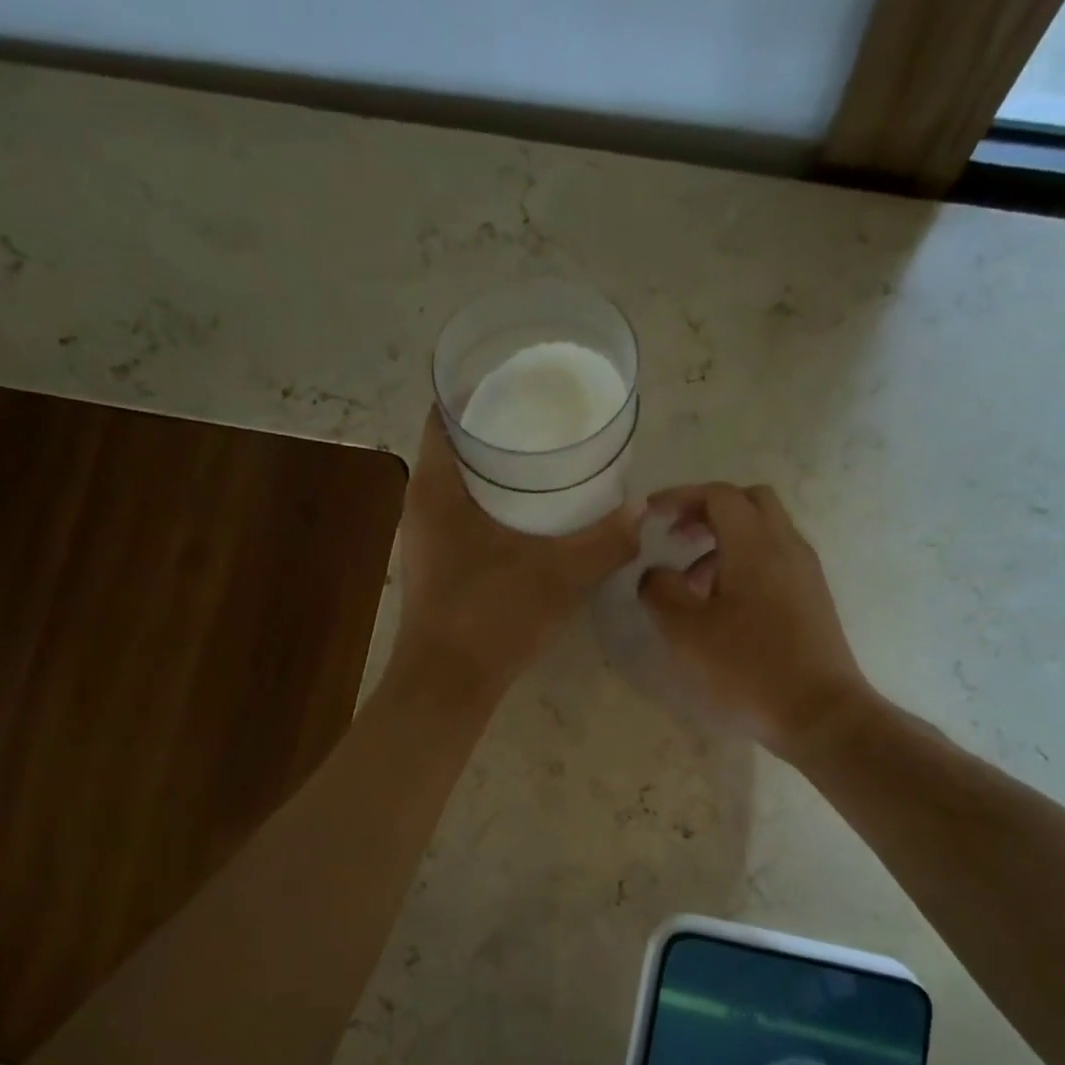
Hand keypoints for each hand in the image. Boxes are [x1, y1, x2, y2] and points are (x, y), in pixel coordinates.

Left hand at [391, 408, 640, 702]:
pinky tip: (527, 516)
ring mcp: (426, 539)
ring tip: (541, 459)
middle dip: (495, 428)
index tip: (516, 378)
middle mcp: (422, 506)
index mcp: (437, 489)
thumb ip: (604, 542)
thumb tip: (642, 510)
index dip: (475, 389)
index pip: (444, 415)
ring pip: (458, 485)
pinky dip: (490, 504)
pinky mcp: (437, 567)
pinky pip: (461, 516)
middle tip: (543, 416)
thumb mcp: (558, 576)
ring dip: (493, 470)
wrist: (447, 686)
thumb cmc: (491, 617)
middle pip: (453, 446)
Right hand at [638, 483, 868, 756]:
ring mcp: (805, 572)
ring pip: (764, 532)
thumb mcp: (685, 632)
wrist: (820, 713)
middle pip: (749, 502)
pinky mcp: (813, 598)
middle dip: (708, 511)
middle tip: (677, 537)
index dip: (680, 496)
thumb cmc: (747, 669)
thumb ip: (660, 590)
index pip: (718, 495)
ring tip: (693, 584)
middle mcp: (787, 546)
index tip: (650, 514)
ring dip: (725, 542)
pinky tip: (724, 606)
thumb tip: (656, 573)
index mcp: (756, 545)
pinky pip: (775, 559)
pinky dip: (745, 563)